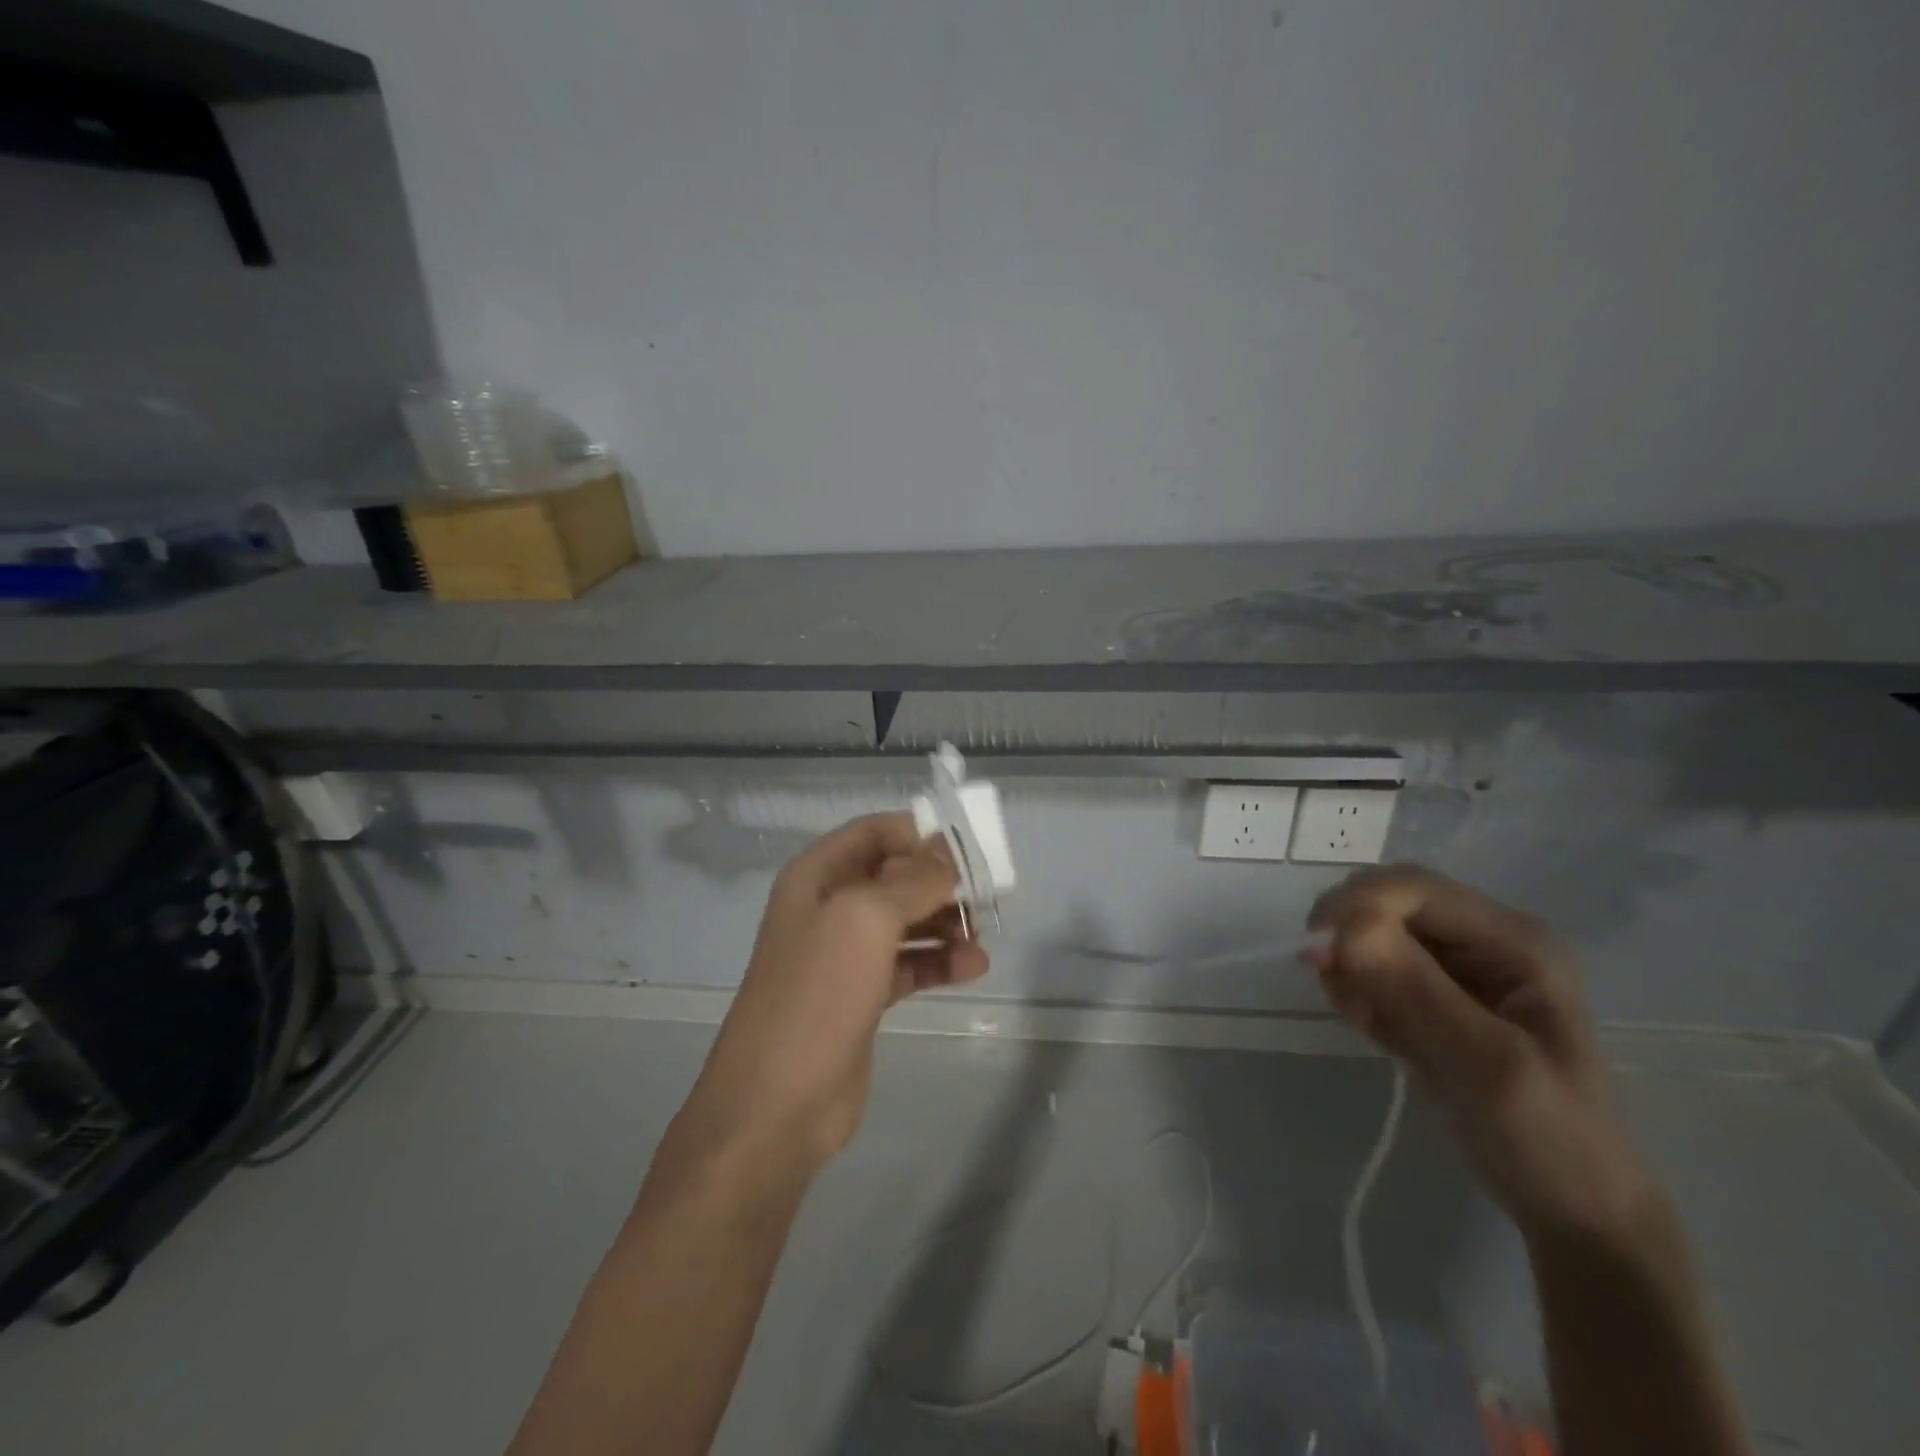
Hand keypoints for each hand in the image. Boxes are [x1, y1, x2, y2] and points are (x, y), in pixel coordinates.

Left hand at [680, 813, 989, 1171]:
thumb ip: (912, 880)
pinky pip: (908, 963)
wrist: (776, 1104)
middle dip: (939, 882)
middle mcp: (829, 906)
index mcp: (817, 875)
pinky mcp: (862, 995)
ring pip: (905, 921)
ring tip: (980, 937)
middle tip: (984, 897)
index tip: (966, 852)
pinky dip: (939, 962)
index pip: (875, 831)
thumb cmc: (817, 995)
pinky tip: (972, 968)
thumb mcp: (865, 919)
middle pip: (895, 875)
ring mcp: (845, 954)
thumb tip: (948, 854)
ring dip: (945, 923)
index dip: (920, 834)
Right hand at [1308, 865, 1656, 1244]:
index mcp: (1517, 941)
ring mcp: (1458, 969)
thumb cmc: (1548, 1138)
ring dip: (1350, 967)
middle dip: (1348, 933)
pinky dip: (1357, 991)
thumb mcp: (1486, 1065)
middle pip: (1389, 902)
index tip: (1318, 951)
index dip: (1360, 905)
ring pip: (1373, 934)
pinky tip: (1372, 1030)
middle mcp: (1486, 941)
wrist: (1570, 1209)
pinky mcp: (1431, 996)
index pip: (1416, 888)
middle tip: (1327, 979)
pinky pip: (1372, 969)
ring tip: (1362, 1021)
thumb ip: (1414, 991)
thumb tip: (1338, 930)